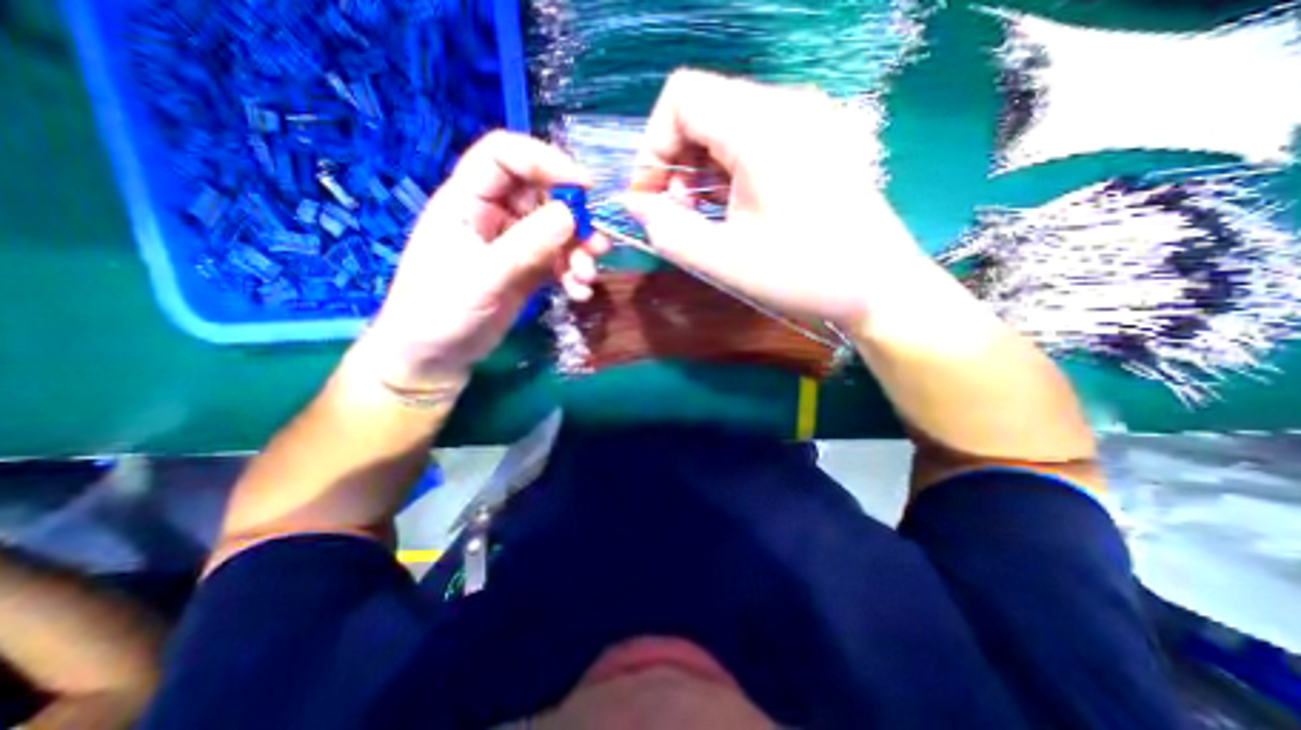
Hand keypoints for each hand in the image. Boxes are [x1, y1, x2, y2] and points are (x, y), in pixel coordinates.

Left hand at [356, 132, 595, 389]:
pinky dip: (573, 273)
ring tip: (587, 278)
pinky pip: (559, 260)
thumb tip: (572, 214)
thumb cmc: (441, 311)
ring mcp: (513, 244)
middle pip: (543, 195)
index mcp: (467, 200)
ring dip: (579, 251)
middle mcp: (494, 215)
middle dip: (575, 219)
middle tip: (597, 245)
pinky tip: (578, 293)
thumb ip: (526, 245)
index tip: (586, 186)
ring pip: (557, 230)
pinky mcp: (528, 270)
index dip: (546, 161)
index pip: (506, 156)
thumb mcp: (483, 277)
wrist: (436, 357)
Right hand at [626, 69, 930, 331]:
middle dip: (675, 161)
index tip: (649, 197)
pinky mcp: (817, 138)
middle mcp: (787, 106)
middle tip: (677, 213)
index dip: (652, 145)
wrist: (879, 287)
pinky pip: (755, 137)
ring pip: (727, 122)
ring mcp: (808, 119)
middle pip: (704, 108)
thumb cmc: (803, 274)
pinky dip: (729, 168)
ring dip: (700, 167)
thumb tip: (636, 207)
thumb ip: (668, 232)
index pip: (682, 97)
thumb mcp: (724, 260)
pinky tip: (733, 206)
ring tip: (704, 215)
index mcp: (762, 127)